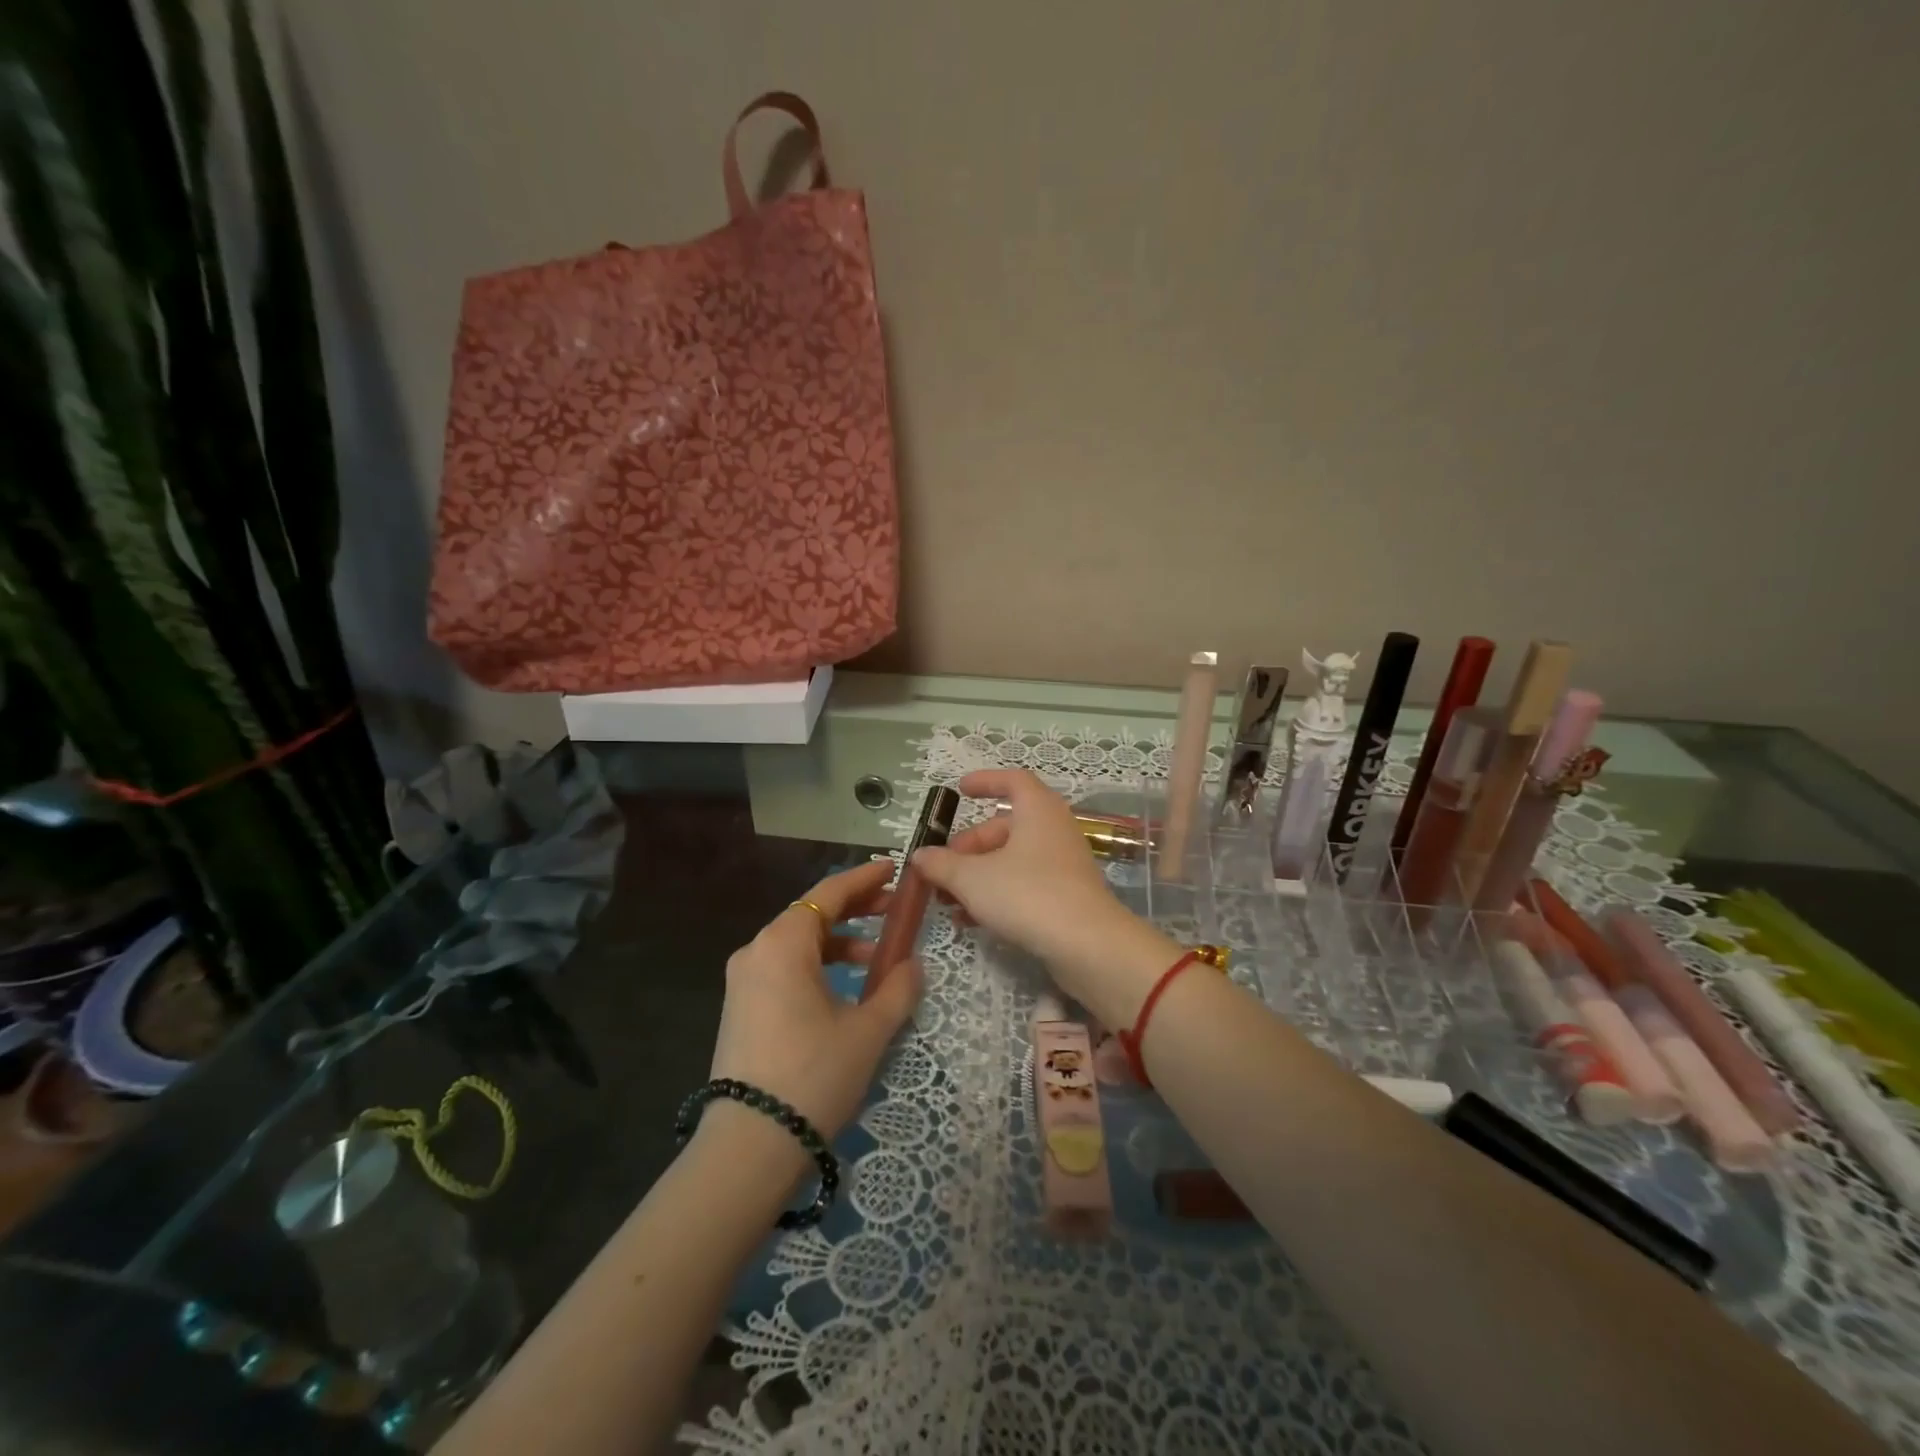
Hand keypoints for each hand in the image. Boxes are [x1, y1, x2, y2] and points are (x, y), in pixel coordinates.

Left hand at [707, 860, 923, 1151]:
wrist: (749, 1147)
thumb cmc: (814, 1074)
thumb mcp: (868, 1030)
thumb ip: (897, 988)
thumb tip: (913, 965)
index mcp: (783, 943)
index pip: (829, 893)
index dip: (864, 877)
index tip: (893, 869)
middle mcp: (757, 950)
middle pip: (812, 914)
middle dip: (856, 909)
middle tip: (895, 911)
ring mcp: (744, 981)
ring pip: (799, 944)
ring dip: (840, 942)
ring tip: (879, 959)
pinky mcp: (741, 1008)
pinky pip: (786, 969)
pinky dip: (819, 966)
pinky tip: (847, 988)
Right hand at [910, 770, 1178, 1024]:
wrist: (1087, 946)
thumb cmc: (1027, 894)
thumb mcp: (972, 879)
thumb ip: (942, 865)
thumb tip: (920, 855)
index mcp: (1037, 810)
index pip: (1012, 781)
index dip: (985, 781)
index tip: (960, 790)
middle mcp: (1053, 829)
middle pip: (1005, 827)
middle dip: (969, 846)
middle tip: (942, 869)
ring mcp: (1063, 864)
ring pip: (1012, 860)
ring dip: (978, 875)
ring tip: (948, 901)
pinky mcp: (1066, 896)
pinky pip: (1024, 884)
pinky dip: (997, 894)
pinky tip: (972, 921)